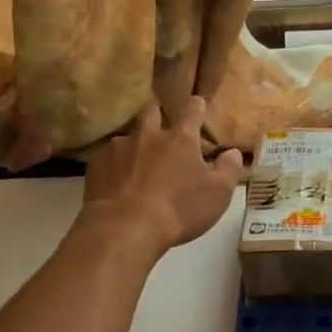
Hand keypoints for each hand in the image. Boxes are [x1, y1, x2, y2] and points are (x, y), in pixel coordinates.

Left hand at [79, 98, 244, 257]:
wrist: (124, 228)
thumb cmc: (179, 210)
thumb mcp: (217, 194)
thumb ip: (229, 169)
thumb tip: (233, 152)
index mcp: (181, 139)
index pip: (192, 111)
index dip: (196, 106)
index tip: (197, 103)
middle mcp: (148, 134)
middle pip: (152, 112)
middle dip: (158, 115)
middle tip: (161, 126)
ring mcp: (119, 147)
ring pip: (128, 136)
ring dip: (135, 145)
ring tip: (136, 163)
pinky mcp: (97, 164)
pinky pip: (108, 158)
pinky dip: (115, 165)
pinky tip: (117, 182)